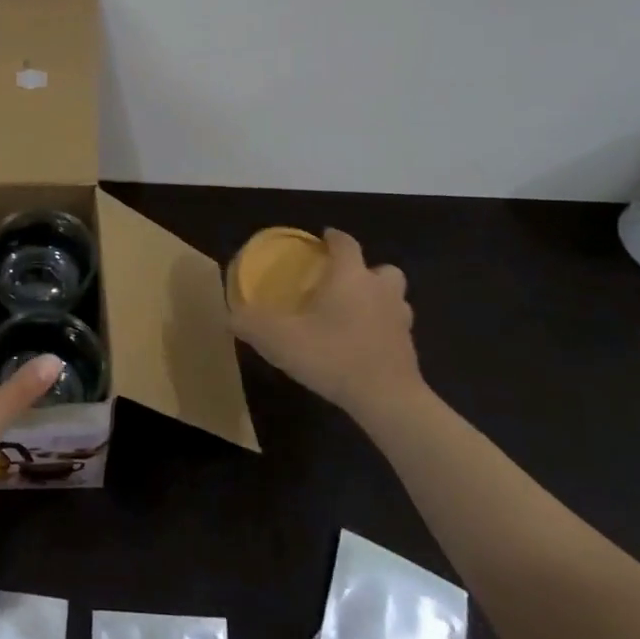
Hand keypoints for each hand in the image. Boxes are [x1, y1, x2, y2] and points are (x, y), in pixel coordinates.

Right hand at [228, 228, 422, 417]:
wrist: (387, 400)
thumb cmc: (333, 356)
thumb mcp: (280, 340)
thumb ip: (252, 324)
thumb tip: (230, 316)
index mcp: (350, 277)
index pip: (346, 244)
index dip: (334, 238)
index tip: (323, 239)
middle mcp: (380, 290)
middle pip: (382, 269)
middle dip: (365, 270)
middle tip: (343, 282)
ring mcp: (400, 320)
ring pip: (395, 298)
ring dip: (379, 299)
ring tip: (355, 313)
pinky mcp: (409, 349)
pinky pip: (396, 328)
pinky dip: (383, 330)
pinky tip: (363, 345)